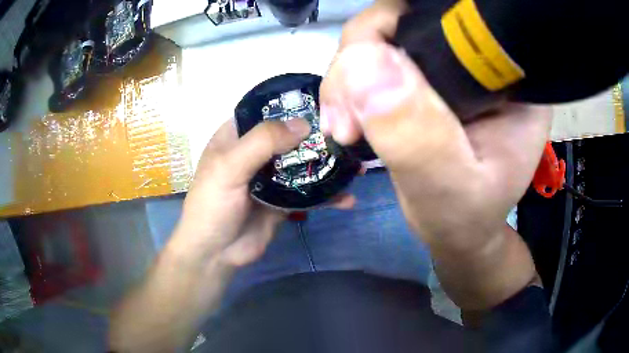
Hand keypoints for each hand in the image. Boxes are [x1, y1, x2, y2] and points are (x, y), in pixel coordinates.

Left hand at [171, 117, 355, 267]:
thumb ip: (262, 142)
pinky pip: (309, 193)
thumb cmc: (212, 205)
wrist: (215, 253)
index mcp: (237, 137)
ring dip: (328, 165)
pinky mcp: (284, 201)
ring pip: (303, 164)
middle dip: (319, 137)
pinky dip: (328, 195)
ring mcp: (271, 178)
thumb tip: (304, 124)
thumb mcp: (229, 168)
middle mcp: (256, 153)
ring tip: (356, 166)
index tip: (326, 102)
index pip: (267, 111)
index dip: (293, 105)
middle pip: (291, 137)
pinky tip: (347, 199)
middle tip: (350, 135)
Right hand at [320, 3, 550, 308]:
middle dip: (361, 56)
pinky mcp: (423, 80)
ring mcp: (449, 67)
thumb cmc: (465, 219)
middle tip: (344, 115)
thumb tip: (364, 61)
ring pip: (382, 39)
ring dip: (348, 76)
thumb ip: (417, 136)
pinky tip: (345, 119)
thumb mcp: (448, 190)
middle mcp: (479, 58)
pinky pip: (374, 62)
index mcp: (507, 75)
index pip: (450, 18)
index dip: (396, 25)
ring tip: (342, 127)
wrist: (458, 231)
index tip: (364, 71)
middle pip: (406, 21)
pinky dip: (349, 86)